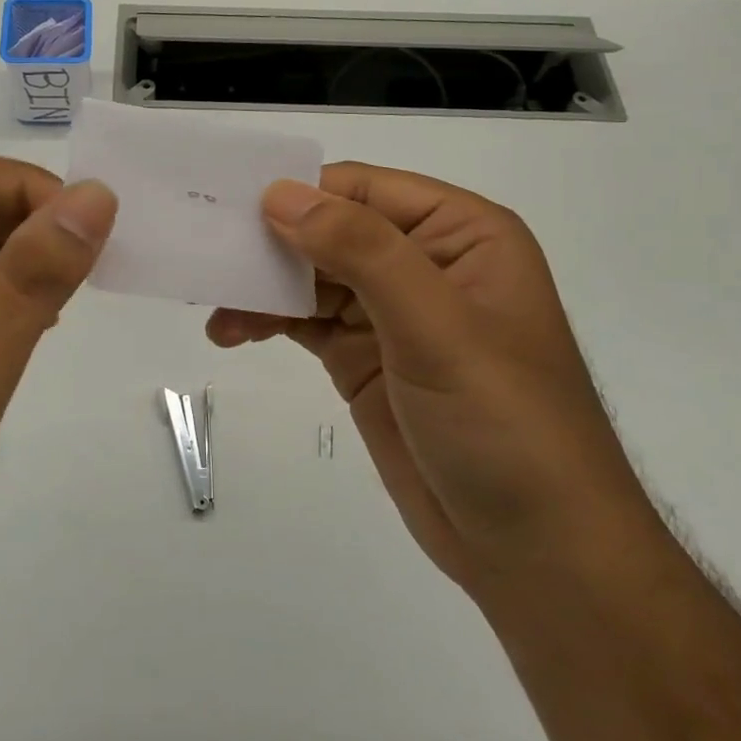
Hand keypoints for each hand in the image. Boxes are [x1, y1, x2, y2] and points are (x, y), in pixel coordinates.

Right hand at [207, 164, 658, 592]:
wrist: (534, 550)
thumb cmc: (504, 424)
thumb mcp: (437, 328)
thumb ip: (361, 251)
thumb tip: (281, 193)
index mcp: (460, 234)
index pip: (363, 190)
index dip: (299, 193)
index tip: (230, 207)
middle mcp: (423, 262)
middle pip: (329, 230)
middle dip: (270, 244)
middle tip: (206, 254)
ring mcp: (390, 313)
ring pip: (310, 277)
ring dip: (261, 288)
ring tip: (214, 308)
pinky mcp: (363, 358)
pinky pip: (304, 321)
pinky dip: (266, 321)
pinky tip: (231, 332)